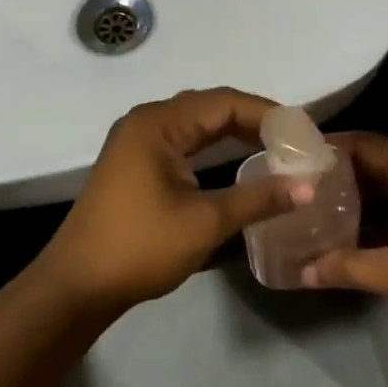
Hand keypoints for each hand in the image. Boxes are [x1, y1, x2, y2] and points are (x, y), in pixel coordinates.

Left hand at [37, 89, 313, 311]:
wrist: (78, 284)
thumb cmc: (140, 246)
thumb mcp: (205, 222)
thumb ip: (258, 198)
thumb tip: (309, 186)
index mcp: (158, 124)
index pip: (224, 102)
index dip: (267, 113)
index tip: (303, 132)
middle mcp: (145, 122)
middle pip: (209, 107)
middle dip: (253, 119)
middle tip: (294, 139)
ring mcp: (136, 141)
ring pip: (195, 123)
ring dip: (232, 131)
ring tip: (274, 146)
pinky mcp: (134, 162)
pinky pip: (181, 140)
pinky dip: (211, 145)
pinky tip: (235, 159)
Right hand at [299, 132, 387, 329]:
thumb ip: (346, 267)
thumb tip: (300, 272)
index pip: (363, 143)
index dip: (328, 148)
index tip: (294, 157)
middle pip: (375, 160)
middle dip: (338, 172)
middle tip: (299, 182)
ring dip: (357, 193)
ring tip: (317, 204)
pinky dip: (377, 210)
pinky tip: (352, 228)